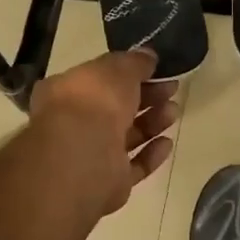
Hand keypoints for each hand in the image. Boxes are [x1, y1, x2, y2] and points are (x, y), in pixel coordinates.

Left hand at [28, 49, 178, 215]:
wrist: (84, 157)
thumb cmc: (94, 103)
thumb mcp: (116, 68)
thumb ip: (134, 62)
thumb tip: (148, 56)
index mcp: (66, 92)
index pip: (98, 80)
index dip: (127, 73)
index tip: (155, 69)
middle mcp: (74, 124)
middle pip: (115, 108)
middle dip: (146, 97)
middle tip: (172, 89)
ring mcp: (91, 155)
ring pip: (126, 136)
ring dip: (151, 123)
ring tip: (173, 112)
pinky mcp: (109, 182)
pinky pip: (133, 166)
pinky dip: (150, 154)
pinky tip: (166, 143)